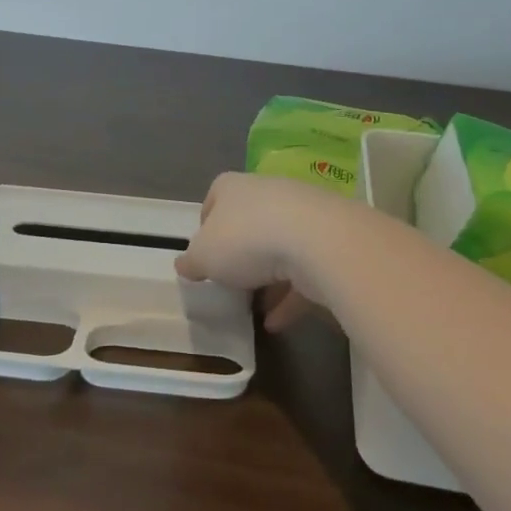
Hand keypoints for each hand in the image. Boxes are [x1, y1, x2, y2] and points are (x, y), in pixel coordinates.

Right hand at [174, 172, 347, 331]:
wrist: (317, 241)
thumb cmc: (247, 239)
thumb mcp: (204, 256)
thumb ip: (192, 261)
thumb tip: (184, 264)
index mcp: (233, 187)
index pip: (214, 198)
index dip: (206, 225)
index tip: (203, 254)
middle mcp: (267, 192)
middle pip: (248, 222)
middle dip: (240, 252)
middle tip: (229, 281)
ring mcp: (301, 215)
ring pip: (279, 246)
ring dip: (268, 277)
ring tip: (254, 307)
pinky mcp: (327, 240)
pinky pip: (303, 270)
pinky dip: (290, 295)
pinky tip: (277, 323)